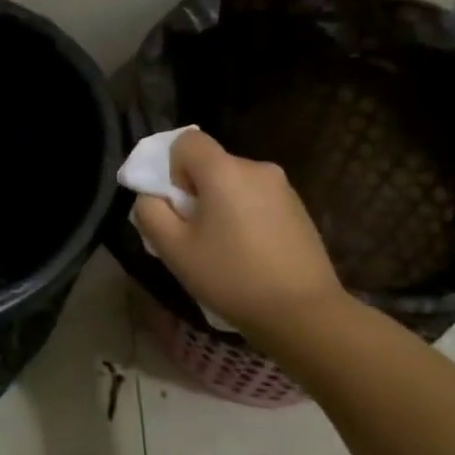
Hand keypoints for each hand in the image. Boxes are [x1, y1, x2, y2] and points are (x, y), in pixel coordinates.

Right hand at [131, 130, 344, 332]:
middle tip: (196, 236)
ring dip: (221, 206)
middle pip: (211, 165)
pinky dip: (245, 217)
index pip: (186, 141)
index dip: (172, 168)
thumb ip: (150, 213)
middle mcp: (256, 168)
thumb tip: (151, 197)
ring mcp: (283, 188)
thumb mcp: (173, 250)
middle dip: (196, 192)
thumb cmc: (231, 277)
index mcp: (225, 171)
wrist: (304, 313)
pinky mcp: (299, 209)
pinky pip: (257, 200)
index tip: (180, 206)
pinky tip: (251, 255)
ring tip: (224, 250)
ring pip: (234, 184)